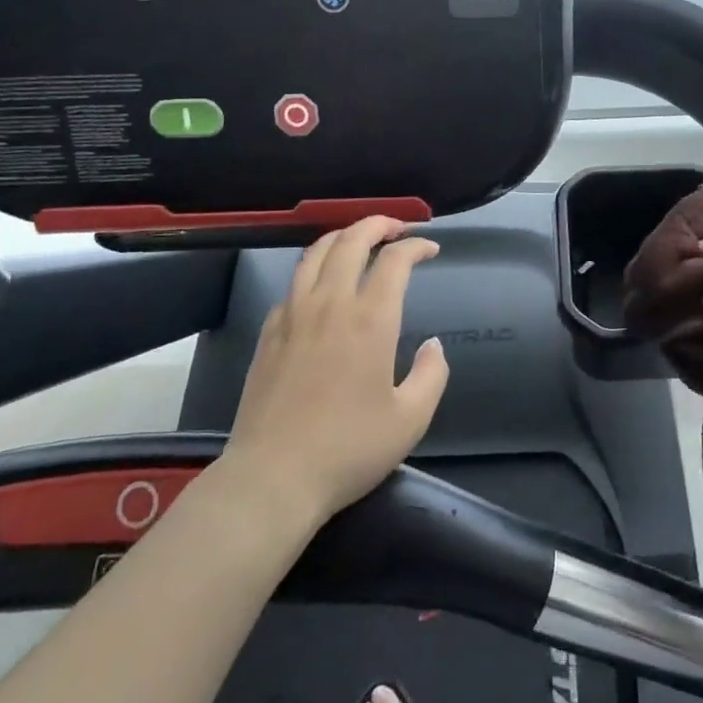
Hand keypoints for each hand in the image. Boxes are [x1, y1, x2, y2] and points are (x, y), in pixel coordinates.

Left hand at [221, 216, 449, 530]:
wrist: (272, 478)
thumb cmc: (348, 449)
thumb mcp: (410, 420)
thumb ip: (432, 375)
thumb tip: (433, 345)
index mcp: (370, 319)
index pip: (394, 259)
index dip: (415, 245)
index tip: (430, 249)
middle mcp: (331, 304)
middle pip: (351, 240)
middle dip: (378, 224)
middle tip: (396, 227)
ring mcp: (294, 315)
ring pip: (315, 253)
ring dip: (341, 236)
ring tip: (358, 239)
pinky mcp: (268, 333)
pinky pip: (293, 284)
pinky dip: (313, 270)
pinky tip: (320, 287)